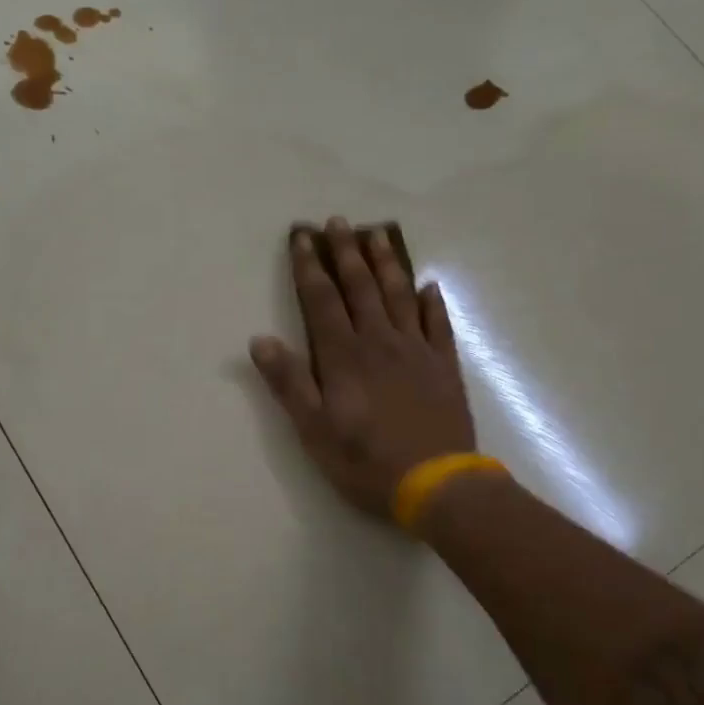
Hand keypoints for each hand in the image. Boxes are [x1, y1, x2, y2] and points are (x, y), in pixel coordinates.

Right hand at [250, 218, 476, 520]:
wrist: (436, 483)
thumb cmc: (365, 460)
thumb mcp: (313, 429)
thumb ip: (289, 382)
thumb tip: (260, 340)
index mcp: (343, 356)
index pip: (321, 301)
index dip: (309, 268)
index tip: (302, 237)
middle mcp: (379, 342)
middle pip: (360, 288)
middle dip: (346, 253)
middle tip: (339, 221)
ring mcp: (416, 351)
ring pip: (398, 295)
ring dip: (386, 263)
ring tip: (378, 234)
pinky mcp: (444, 366)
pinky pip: (438, 324)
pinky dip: (432, 302)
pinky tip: (428, 286)